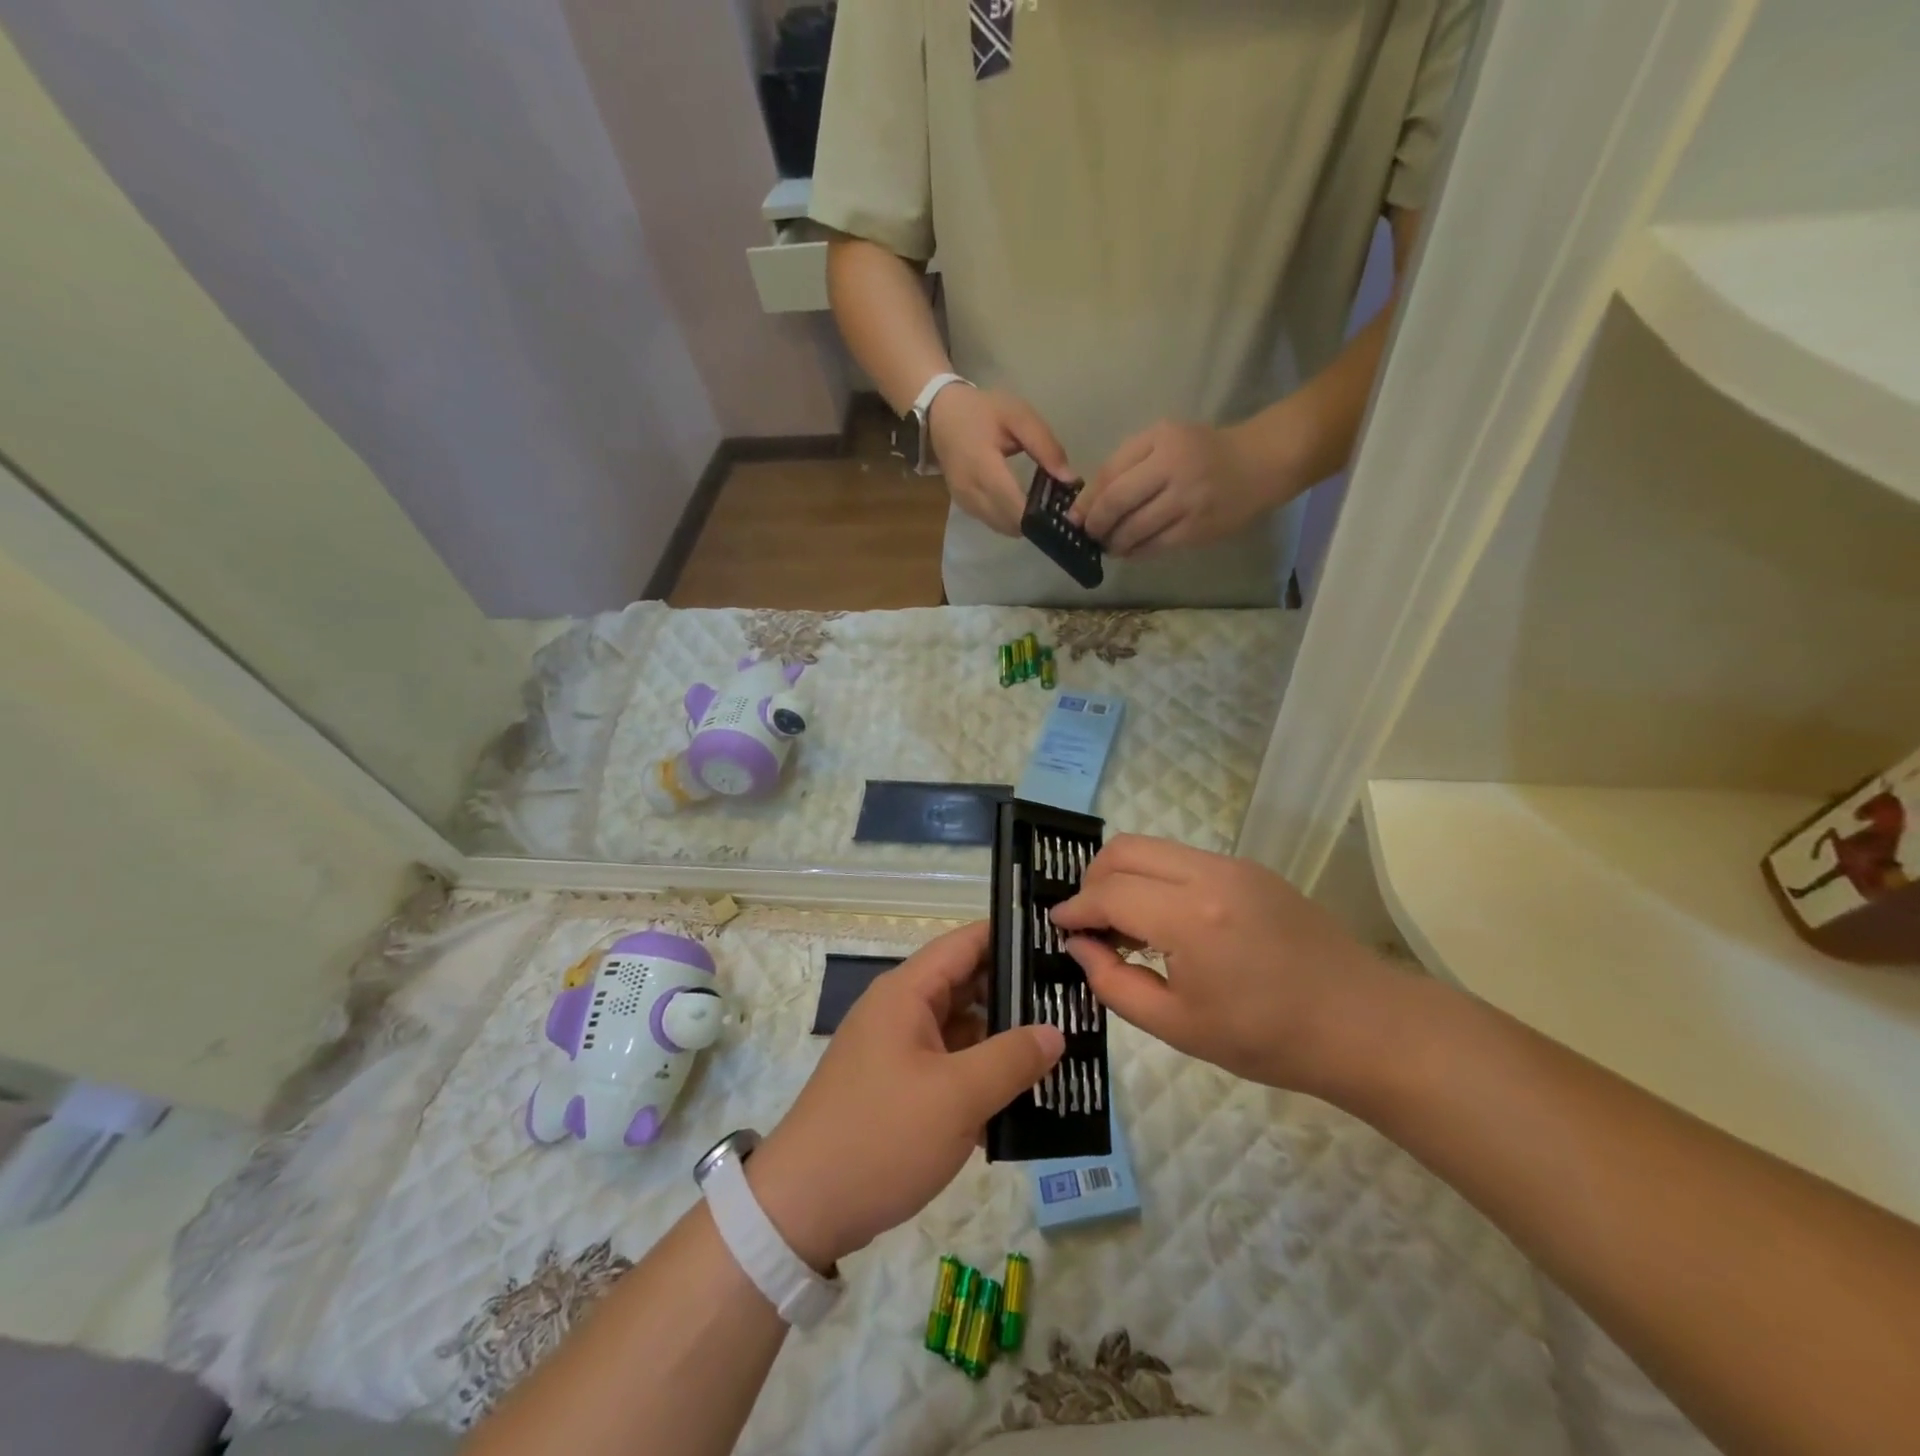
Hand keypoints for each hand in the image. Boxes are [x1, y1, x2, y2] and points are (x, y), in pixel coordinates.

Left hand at [748, 923, 1063, 1270]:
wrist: (801, 1210)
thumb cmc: (880, 1136)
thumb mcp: (956, 1097)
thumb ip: (1011, 1059)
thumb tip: (1055, 1031)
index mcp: (907, 993)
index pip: (966, 943)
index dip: (1010, 938)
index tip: (1060, 943)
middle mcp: (902, 1011)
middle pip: (967, 985)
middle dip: (1017, 994)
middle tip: (1073, 1001)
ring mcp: (899, 1051)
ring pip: (962, 1029)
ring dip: (1004, 1039)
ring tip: (1064, 1045)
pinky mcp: (899, 1088)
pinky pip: (951, 1066)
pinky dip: (982, 1074)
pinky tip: (1026, 1094)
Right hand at [928, 384, 1075, 535]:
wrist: (940, 415)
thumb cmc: (982, 411)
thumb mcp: (1018, 416)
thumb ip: (1045, 446)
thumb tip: (1070, 479)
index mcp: (984, 467)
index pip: (1015, 506)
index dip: (1040, 515)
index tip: (1064, 511)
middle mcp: (971, 492)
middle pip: (1010, 523)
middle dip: (1036, 521)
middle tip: (1058, 510)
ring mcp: (966, 503)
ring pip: (1002, 527)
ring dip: (1023, 523)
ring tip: (1044, 508)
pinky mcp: (964, 507)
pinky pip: (993, 523)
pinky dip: (1011, 520)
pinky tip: (1024, 507)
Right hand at [1049, 835, 1398, 1096]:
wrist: (1364, 1025)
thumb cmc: (1269, 1039)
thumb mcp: (1179, 1027)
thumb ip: (1115, 983)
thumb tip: (1079, 946)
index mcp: (1191, 918)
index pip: (1109, 892)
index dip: (1075, 908)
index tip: (1056, 925)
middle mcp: (1210, 874)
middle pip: (1125, 849)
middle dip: (1093, 879)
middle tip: (1088, 923)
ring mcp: (1234, 865)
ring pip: (1154, 847)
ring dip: (1125, 875)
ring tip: (1125, 925)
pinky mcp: (1251, 869)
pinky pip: (1184, 858)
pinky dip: (1157, 877)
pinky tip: (1166, 921)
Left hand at [1074, 421, 1273, 556]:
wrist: (1259, 464)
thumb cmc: (1202, 450)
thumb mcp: (1164, 439)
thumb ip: (1126, 462)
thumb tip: (1087, 501)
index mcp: (1163, 442)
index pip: (1112, 474)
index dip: (1088, 500)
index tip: (1074, 516)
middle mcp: (1175, 471)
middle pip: (1118, 503)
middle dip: (1096, 524)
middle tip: (1089, 533)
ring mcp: (1188, 503)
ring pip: (1135, 531)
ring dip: (1114, 543)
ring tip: (1109, 544)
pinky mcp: (1197, 531)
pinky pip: (1155, 547)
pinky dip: (1136, 552)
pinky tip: (1129, 551)